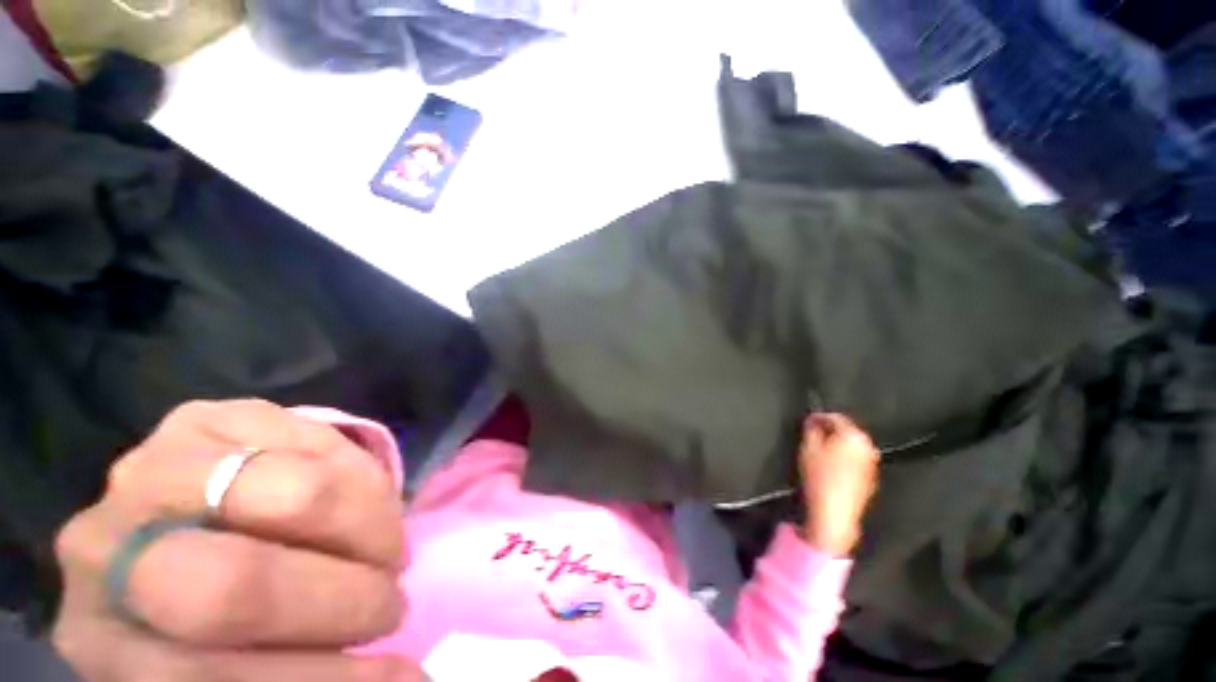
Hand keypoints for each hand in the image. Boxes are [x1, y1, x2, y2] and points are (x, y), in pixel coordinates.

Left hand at [52, 400, 425, 680]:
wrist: (182, 522)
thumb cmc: (206, 615)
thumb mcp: (232, 664)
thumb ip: (281, 676)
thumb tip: (397, 681)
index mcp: (103, 637)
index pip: (204, 680)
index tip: (399, 678)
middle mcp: (105, 546)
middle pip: (236, 584)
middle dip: (344, 598)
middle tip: (388, 601)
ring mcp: (154, 463)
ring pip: (296, 495)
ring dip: (369, 529)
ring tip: (386, 549)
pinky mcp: (211, 413)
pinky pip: (317, 442)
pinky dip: (362, 479)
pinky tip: (363, 501)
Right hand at [798, 413, 879, 555]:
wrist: (835, 513)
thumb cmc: (820, 477)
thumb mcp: (808, 448)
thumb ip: (811, 429)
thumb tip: (813, 421)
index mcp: (854, 435)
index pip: (836, 417)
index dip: (819, 417)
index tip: (807, 420)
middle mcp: (868, 446)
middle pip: (847, 431)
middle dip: (830, 430)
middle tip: (813, 434)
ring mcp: (872, 463)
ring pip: (852, 446)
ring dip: (838, 444)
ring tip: (821, 449)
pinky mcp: (871, 477)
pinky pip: (856, 459)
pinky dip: (845, 457)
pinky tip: (832, 465)